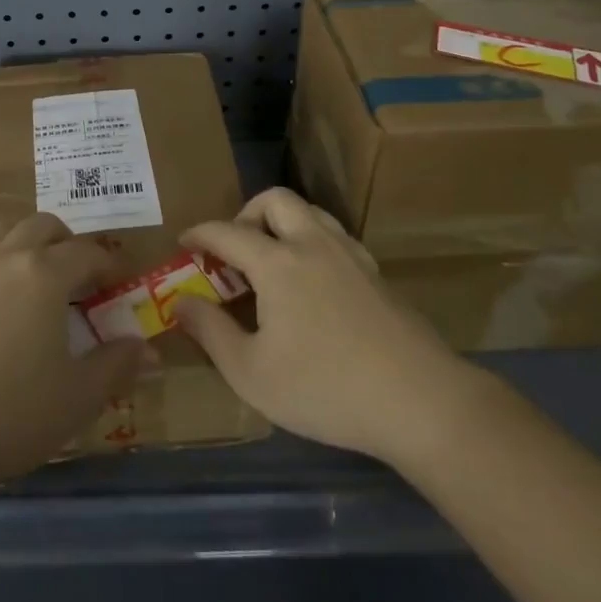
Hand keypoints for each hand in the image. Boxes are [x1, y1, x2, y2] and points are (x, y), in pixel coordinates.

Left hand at [0, 213, 149, 493]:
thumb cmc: (14, 412)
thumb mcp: (79, 396)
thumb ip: (117, 365)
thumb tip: (147, 349)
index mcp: (45, 274)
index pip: (86, 253)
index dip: (108, 265)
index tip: (120, 283)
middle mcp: (4, 260)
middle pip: (40, 225)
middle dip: (65, 241)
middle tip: (78, 275)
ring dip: (19, 241)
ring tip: (31, 271)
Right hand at [177, 188, 470, 461]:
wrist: (420, 401)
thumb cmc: (325, 388)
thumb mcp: (251, 372)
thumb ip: (210, 331)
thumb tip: (180, 302)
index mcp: (277, 262)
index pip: (227, 231)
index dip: (199, 233)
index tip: (183, 242)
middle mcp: (313, 244)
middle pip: (275, 200)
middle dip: (246, 214)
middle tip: (234, 250)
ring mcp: (351, 256)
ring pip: (310, 213)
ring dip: (282, 223)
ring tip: (271, 262)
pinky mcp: (376, 275)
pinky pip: (334, 237)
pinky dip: (311, 243)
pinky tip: (311, 285)